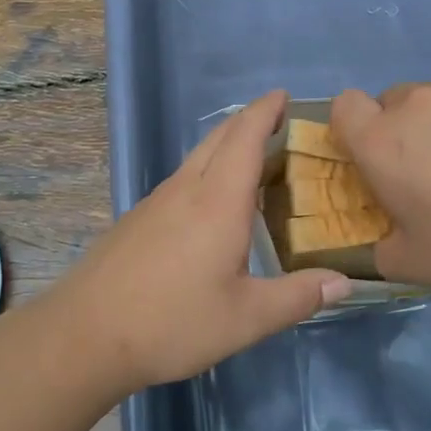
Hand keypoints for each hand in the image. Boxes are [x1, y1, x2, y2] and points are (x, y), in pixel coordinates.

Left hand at [56, 91, 351, 392]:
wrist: (86, 334)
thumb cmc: (172, 322)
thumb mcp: (246, 318)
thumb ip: (298, 297)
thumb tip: (344, 282)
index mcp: (217, 201)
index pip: (245, 137)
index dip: (265, 111)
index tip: (284, 95)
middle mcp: (186, 189)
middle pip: (219, 138)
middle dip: (249, 121)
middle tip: (280, 123)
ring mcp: (157, 202)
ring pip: (197, 157)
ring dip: (227, 146)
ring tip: (256, 161)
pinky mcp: (138, 219)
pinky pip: (182, 179)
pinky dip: (208, 171)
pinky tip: (214, 204)